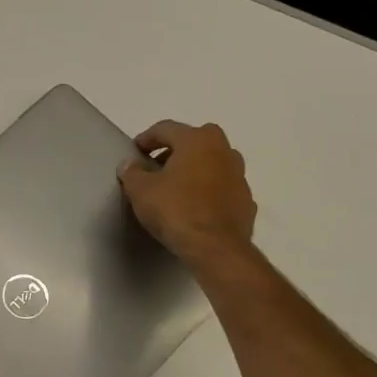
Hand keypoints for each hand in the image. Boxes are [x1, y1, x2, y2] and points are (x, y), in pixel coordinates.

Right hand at [118, 119, 257, 273]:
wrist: (215, 247)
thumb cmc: (175, 210)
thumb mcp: (141, 191)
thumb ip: (132, 173)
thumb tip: (129, 164)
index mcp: (197, 140)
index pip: (167, 128)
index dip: (147, 138)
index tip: (135, 151)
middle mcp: (223, 150)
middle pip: (196, 140)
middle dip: (176, 149)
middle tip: (158, 165)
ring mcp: (239, 175)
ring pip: (213, 162)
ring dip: (196, 168)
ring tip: (177, 186)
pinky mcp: (246, 200)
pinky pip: (223, 187)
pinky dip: (209, 190)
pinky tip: (195, 206)